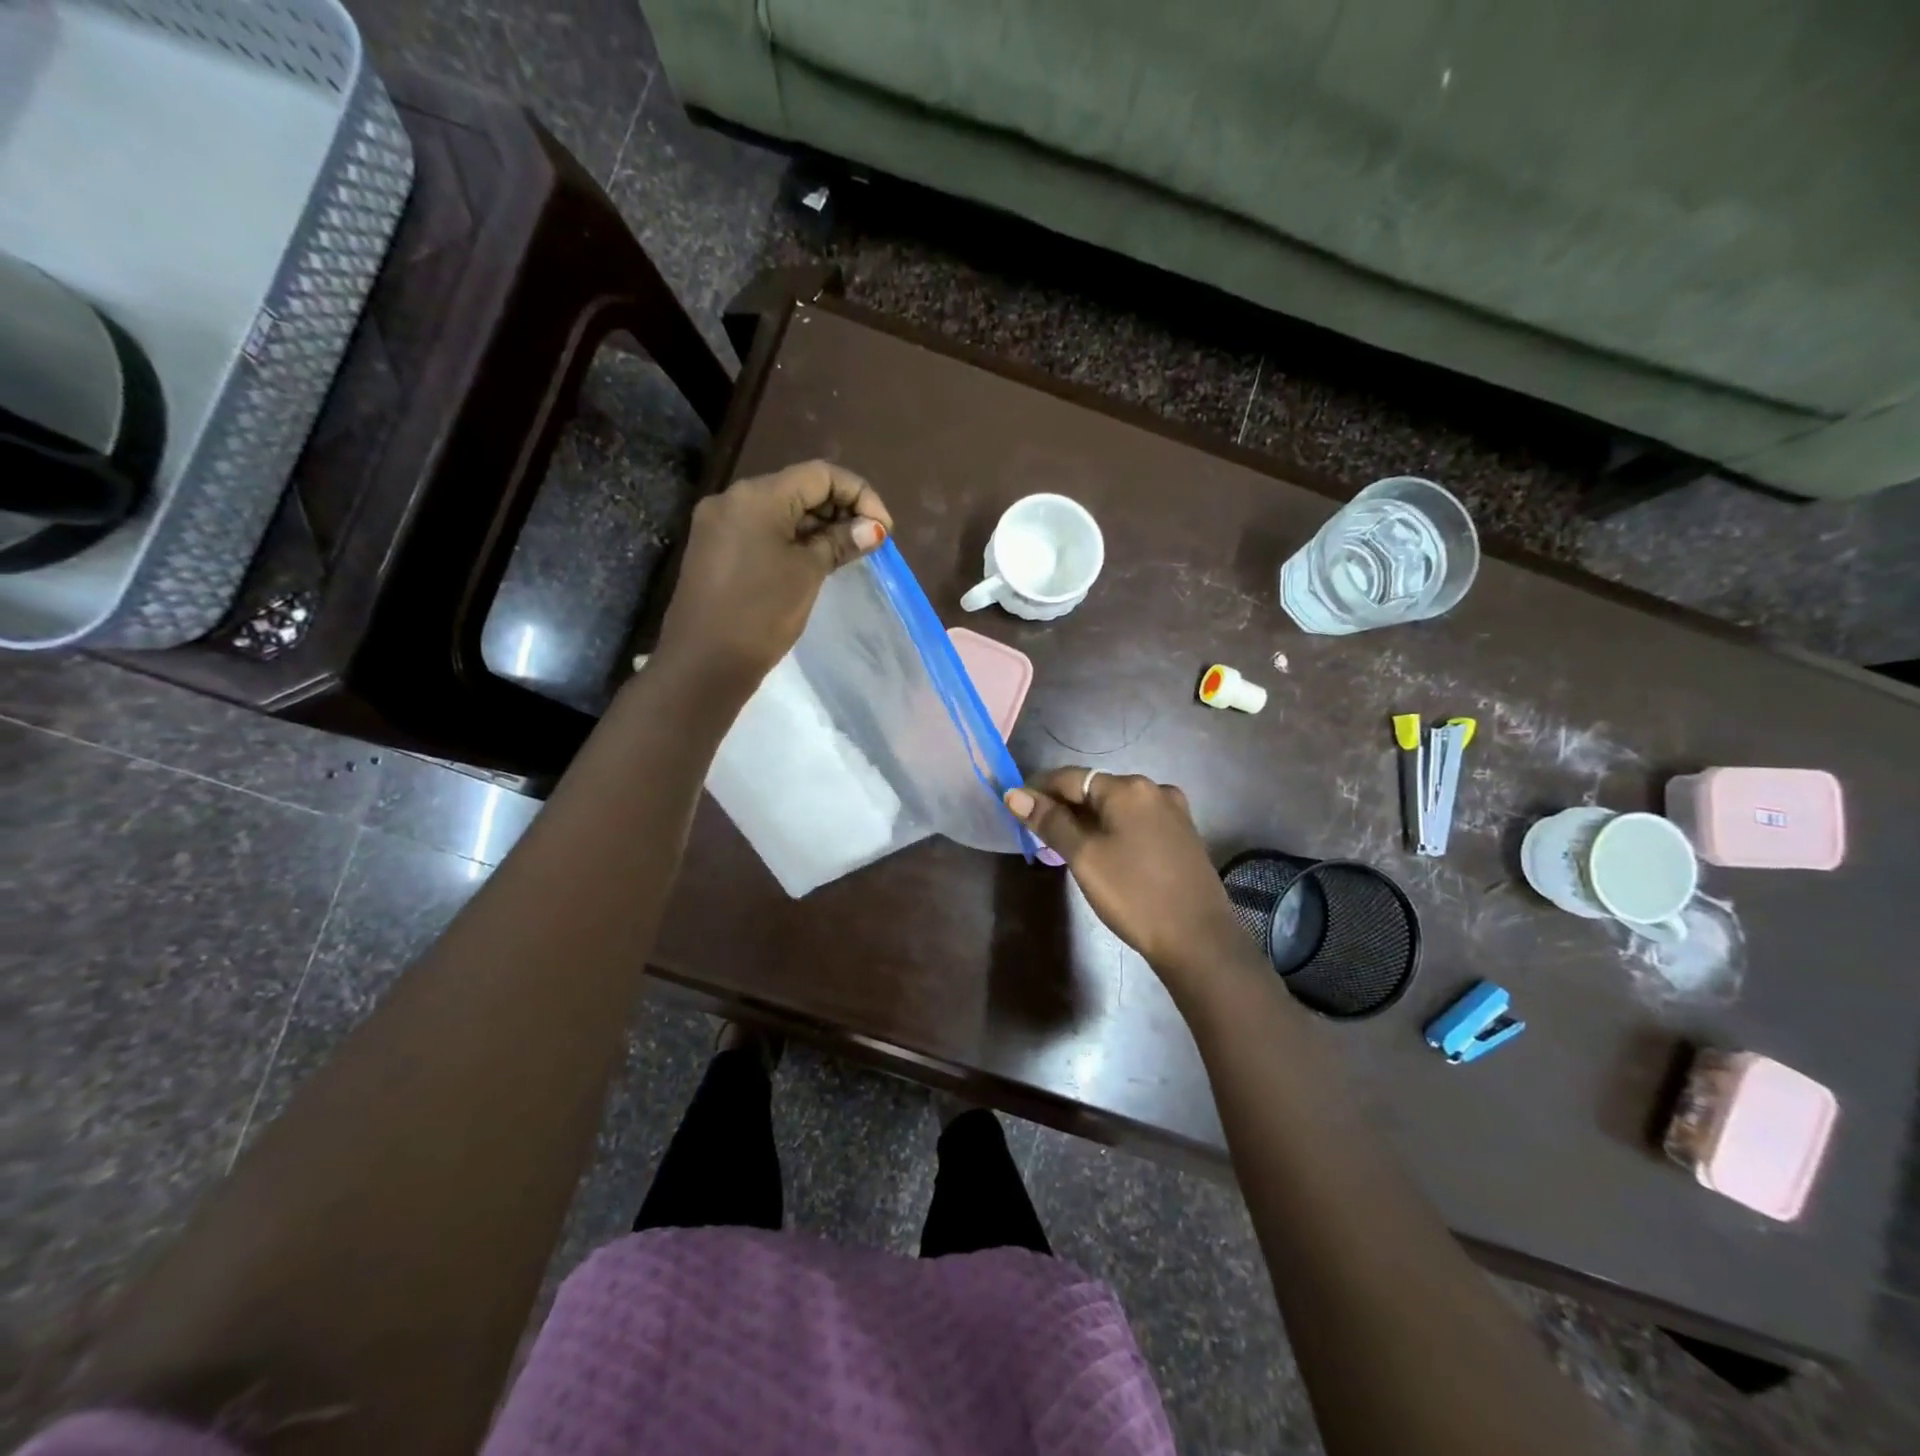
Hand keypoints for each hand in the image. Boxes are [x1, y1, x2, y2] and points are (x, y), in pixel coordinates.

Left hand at [656, 461, 892, 683]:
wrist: (703, 663)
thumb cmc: (761, 613)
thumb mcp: (808, 573)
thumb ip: (840, 542)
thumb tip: (873, 528)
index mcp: (757, 495)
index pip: (820, 474)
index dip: (859, 494)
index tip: (884, 529)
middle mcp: (734, 498)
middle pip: (798, 487)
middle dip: (839, 509)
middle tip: (869, 542)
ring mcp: (720, 523)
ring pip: (780, 510)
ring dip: (817, 525)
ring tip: (847, 553)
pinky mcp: (715, 548)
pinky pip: (762, 530)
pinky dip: (792, 538)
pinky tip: (815, 560)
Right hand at [1005, 768, 1254, 985]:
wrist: (1198, 940)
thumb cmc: (1134, 894)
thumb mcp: (1084, 857)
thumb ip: (1050, 822)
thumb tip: (1015, 794)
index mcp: (1128, 788)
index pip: (1070, 777)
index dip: (1039, 791)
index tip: (1016, 810)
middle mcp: (1154, 789)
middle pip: (1095, 789)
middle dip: (1064, 807)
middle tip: (1038, 834)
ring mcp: (1173, 811)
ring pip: (1117, 807)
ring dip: (1089, 820)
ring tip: (1066, 846)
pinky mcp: (1183, 835)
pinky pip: (1137, 822)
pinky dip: (1114, 830)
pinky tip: (1104, 853)